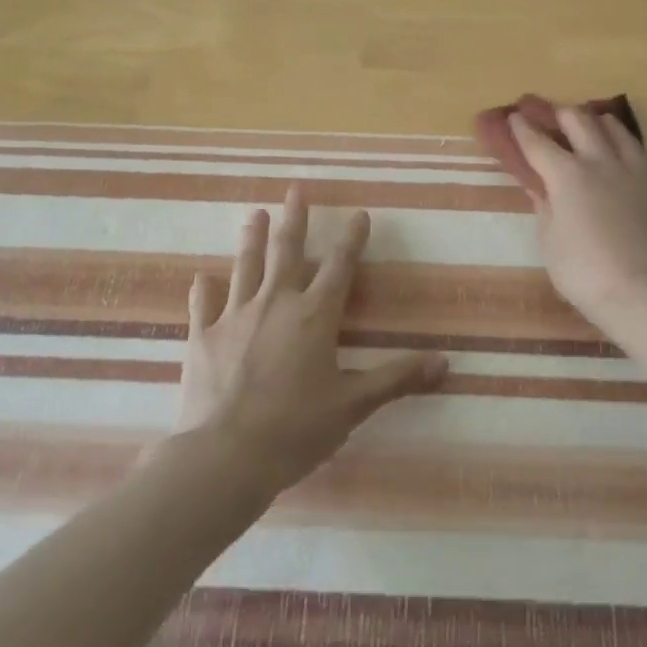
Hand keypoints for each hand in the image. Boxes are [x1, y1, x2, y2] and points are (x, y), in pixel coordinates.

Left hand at [176, 186, 447, 490]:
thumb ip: (396, 379)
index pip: (340, 266)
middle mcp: (276, 303)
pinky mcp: (202, 336)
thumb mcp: (353, 406)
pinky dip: (204, 290)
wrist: (224, 456)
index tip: (359, 214)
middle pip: (287, 251)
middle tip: (296, 189)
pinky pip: (203, 305)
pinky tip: (202, 278)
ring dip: (251, 239)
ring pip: (245, 267)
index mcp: (314, 316)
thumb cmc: (295, 429)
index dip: (352, 239)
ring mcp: (235, 316)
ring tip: (254, 214)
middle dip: (295, 218)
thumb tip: (445, 363)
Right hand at [510, 107, 646, 340]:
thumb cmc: (585, 273)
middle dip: (557, 113)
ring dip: (593, 120)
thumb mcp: (550, 241)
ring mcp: (634, 169)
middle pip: (578, 120)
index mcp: (567, 176)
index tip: (513, 117)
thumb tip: (540, 187)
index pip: (537, 142)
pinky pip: (637, 149)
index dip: (522, 128)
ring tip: (586, 124)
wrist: (645, 292)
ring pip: (613, 126)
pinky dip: (620, 142)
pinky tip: (618, 153)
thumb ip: (545, 207)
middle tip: (546, 113)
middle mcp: (600, 161)